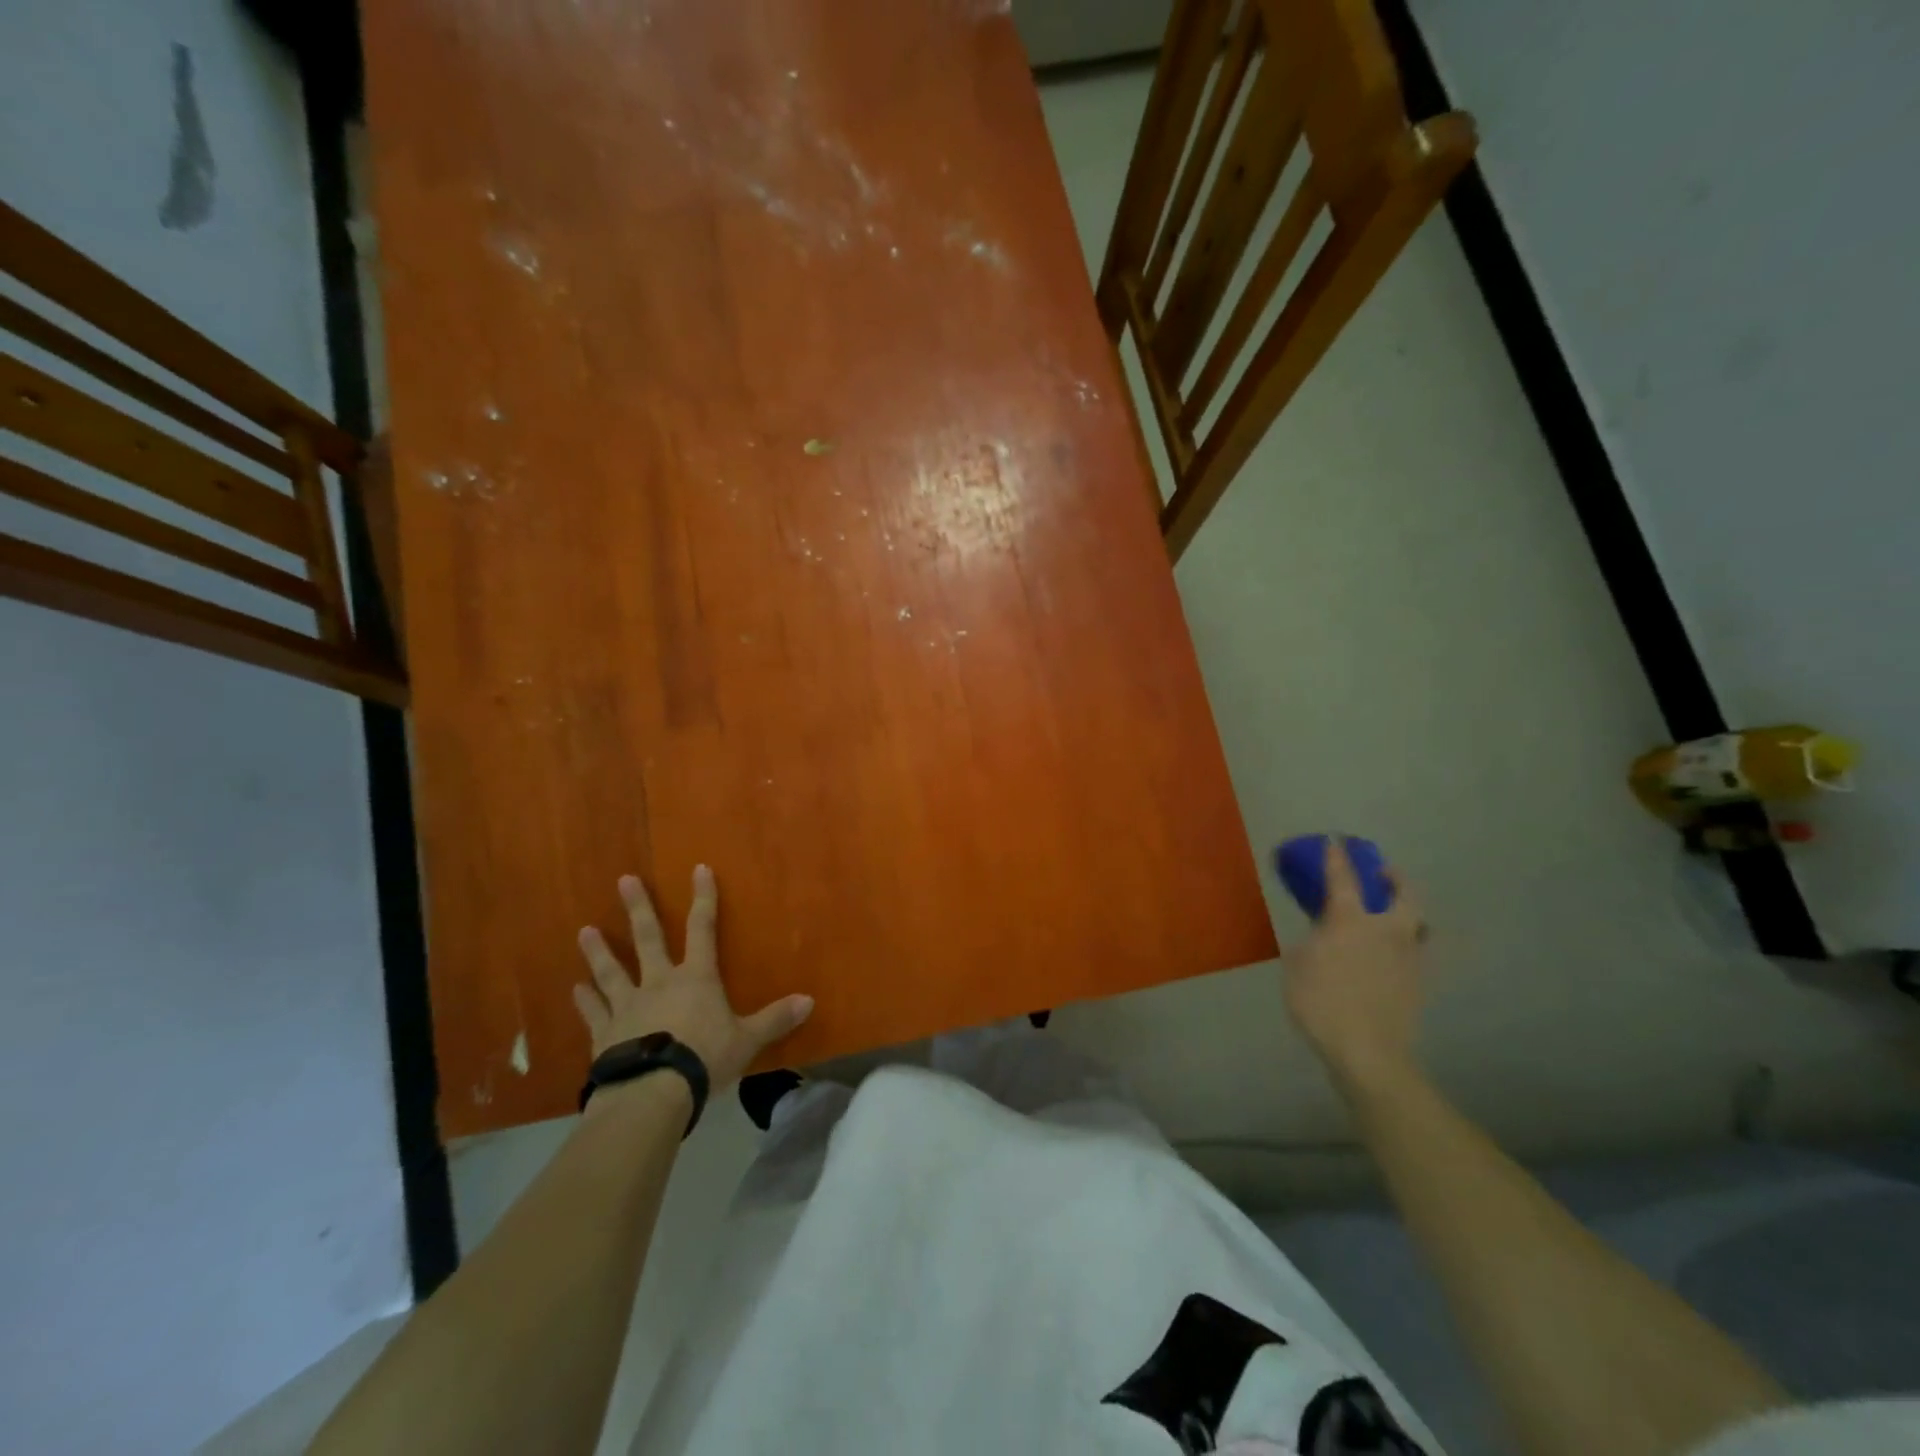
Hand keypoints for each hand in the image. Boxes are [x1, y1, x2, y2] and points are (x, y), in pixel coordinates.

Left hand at [572, 865, 813, 1091]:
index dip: (703, 898)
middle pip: (648, 938)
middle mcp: (659, 982)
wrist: (653, 1092)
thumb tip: (809, 1000)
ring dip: (599, 951)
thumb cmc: (705, 1059)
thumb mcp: (747, 1040)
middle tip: (624, 880)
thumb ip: (775, 1019)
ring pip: (611, 970)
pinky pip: (593, 1011)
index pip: (702, 929)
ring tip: (585, 931)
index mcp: (696, 978)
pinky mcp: (605, 1033)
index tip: (699, 869)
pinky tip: (575, 988)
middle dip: (638, 908)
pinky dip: (585, 1000)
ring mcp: (628, 1006)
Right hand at [1281, 840, 1426, 1095]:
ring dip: (1406, 911)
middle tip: (1383, 873)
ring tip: (1392, 914)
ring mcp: (1408, 958)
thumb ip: (1312, 941)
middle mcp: (1386, 931)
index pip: (1343, 879)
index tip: (1335, 842)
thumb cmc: (1322, 1003)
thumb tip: (1323, 933)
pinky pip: (1414, 952)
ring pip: (1417, 924)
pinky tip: (1389, 955)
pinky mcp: (1417, 984)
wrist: (1368, 1052)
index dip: (1337, 858)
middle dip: (1395, 878)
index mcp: (1351, 921)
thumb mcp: (1298, 965)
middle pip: (1404, 895)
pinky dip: (1404, 944)